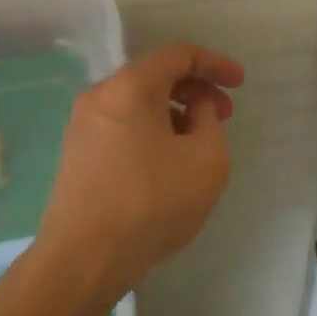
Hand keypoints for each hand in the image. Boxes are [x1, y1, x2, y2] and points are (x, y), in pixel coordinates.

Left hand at [32, 42, 243, 309]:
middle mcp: (101, 95)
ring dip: (174, 112)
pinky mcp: (77, 154)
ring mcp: (83, 125)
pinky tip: (168, 163)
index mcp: (131, 86)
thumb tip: (197, 108)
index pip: (179, 55)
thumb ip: (211, 120)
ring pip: (138, 103)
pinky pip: (123, 125)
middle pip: (156, 75)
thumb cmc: (151, 203)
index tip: (239, 84)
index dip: (215, 64)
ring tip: (198, 144)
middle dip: (196, 90)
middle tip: (223, 116)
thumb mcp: (206, 159)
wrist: (82, 261)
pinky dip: (151, 130)